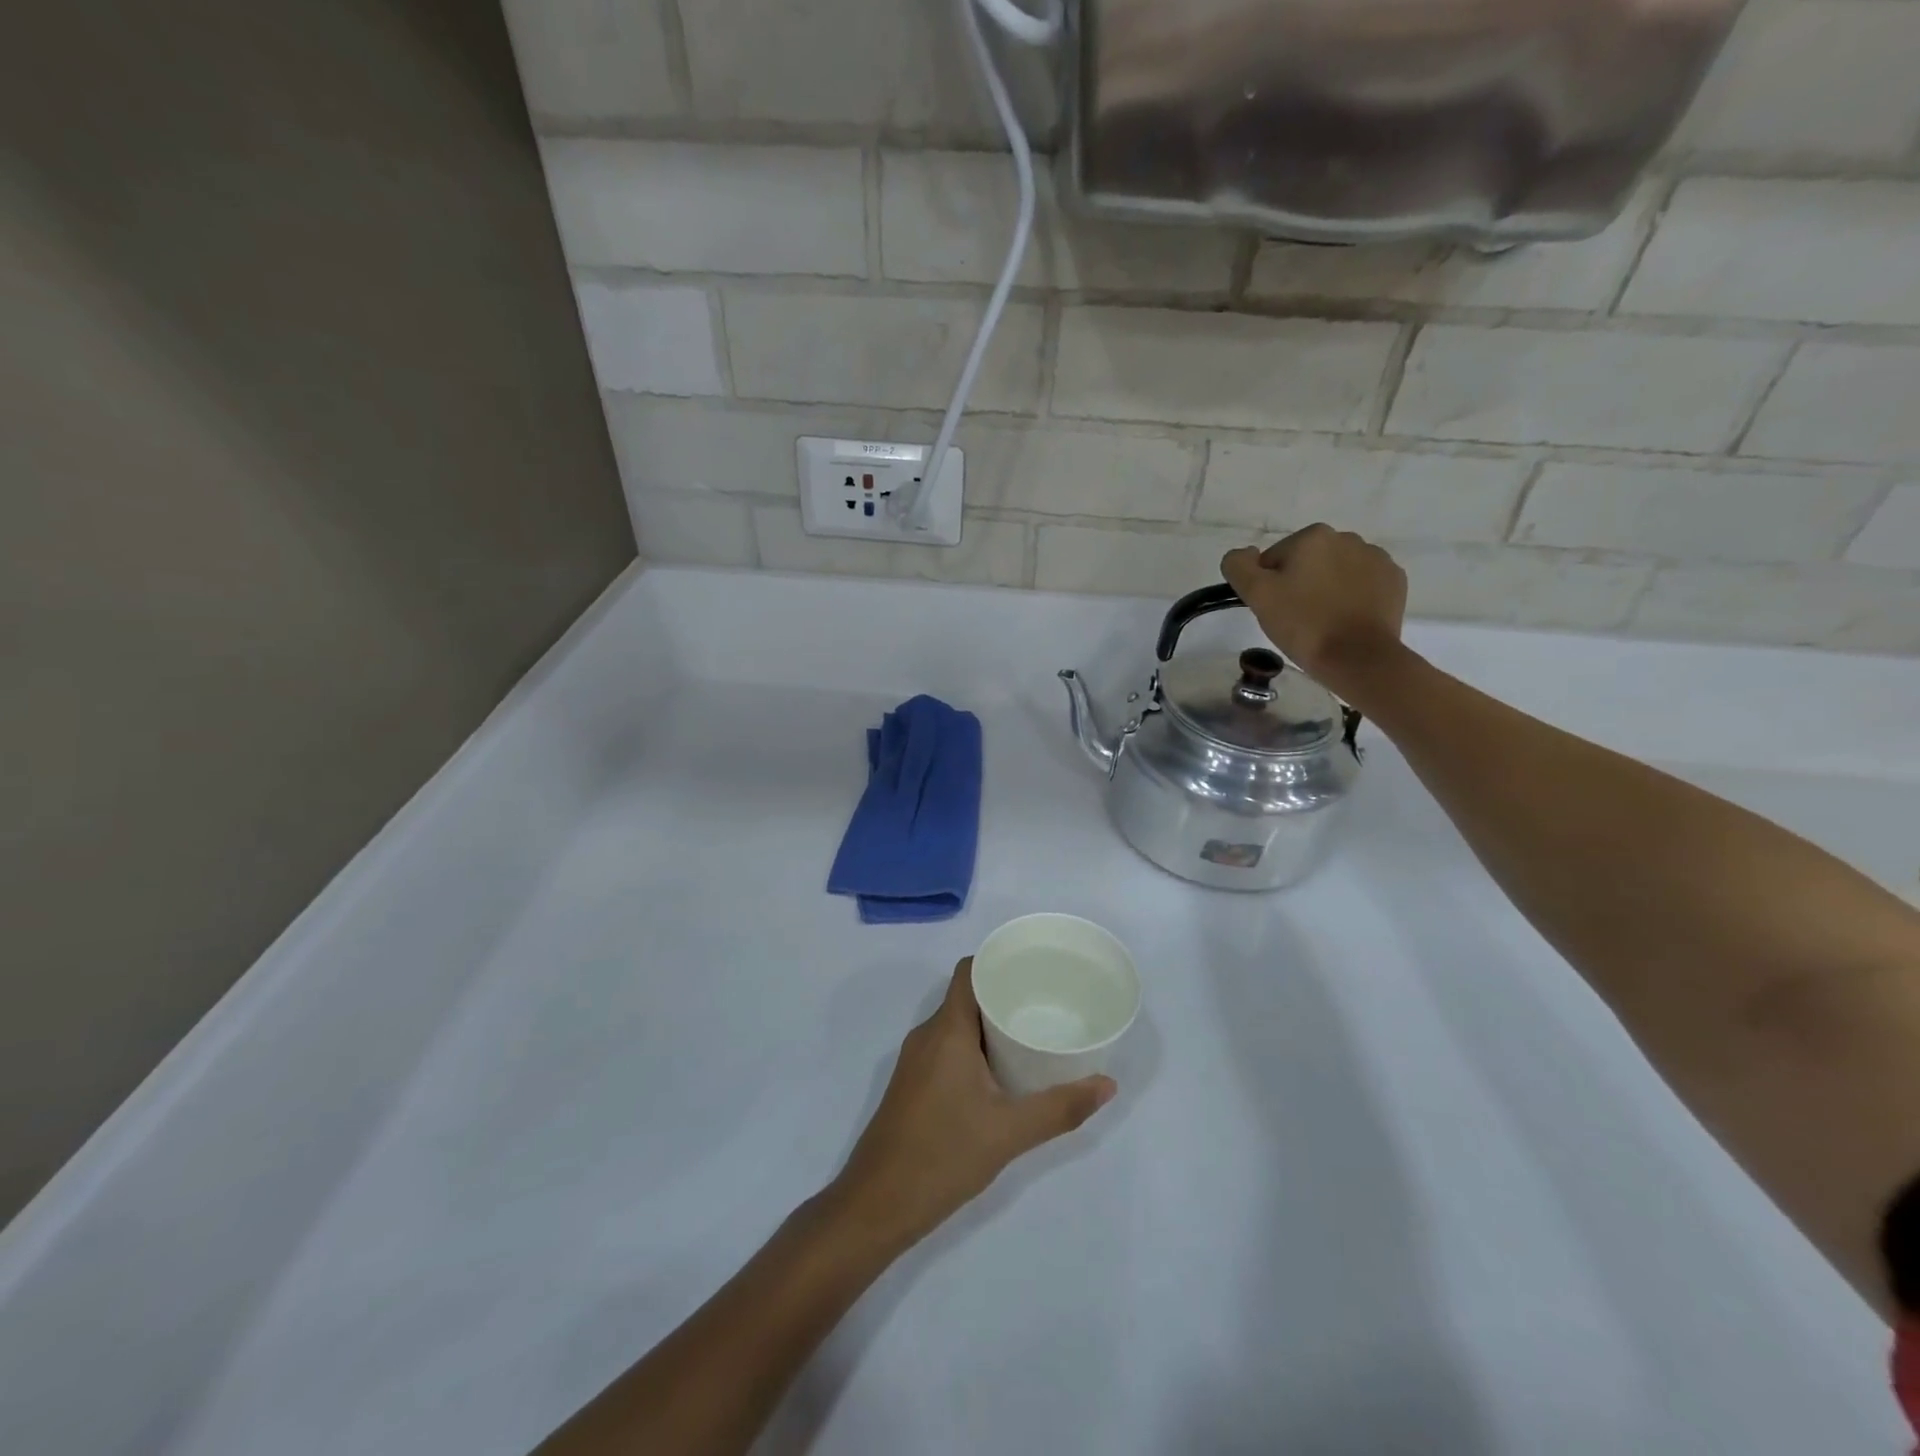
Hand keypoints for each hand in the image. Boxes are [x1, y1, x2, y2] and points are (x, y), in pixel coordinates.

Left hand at [829, 960, 1115, 1250]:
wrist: (876, 1204)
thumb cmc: (942, 1155)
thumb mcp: (1009, 1133)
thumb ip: (1060, 1108)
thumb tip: (1107, 1084)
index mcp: (946, 1030)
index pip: (968, 971)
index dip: (998, 961)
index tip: (1034, 967)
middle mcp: (927, 1035)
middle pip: (966, 996)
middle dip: (1004, 994)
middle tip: (1046, 1002)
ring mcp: (915, 1061)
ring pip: (956, 1025)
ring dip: (990, 1024)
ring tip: (1031, 1032)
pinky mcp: (912, 1085)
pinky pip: (947, 1047)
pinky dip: (974, 1047)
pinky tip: (1002, 1071)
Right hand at [1221, 524, 1407, 696]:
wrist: (1359, 658)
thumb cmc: (1304, 624)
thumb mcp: (1257, 595)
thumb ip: (1239, 566)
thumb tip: (1244, 553)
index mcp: (1313, 536)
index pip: (1273, 559)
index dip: (1268, 585)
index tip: (1274, 609)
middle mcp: (1347, 538)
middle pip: (1306, 562)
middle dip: (1299, 584)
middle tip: (1295, 618)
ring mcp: (1376, 558)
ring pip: (1335, 572)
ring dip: (1326, 589)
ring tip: (1322, 621)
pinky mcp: (1394, 581)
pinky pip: (1362, 584)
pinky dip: (1352, 597)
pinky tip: (1346, 620)